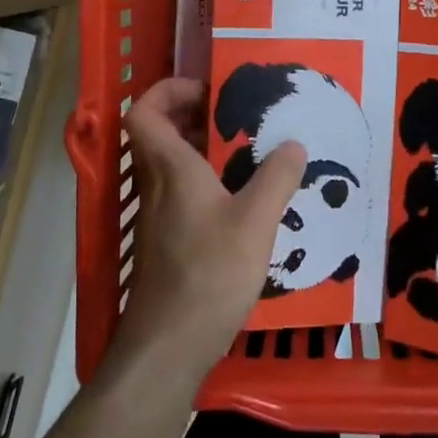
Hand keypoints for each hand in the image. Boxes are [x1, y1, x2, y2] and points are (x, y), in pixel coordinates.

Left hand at [111, 78, 306, 387]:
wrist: (168, 347)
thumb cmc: (209, 274)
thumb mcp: (256, 222)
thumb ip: (276, 178)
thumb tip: (293, 144)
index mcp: (171, 168)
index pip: (144, 111)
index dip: (167, 91)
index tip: (207, 91)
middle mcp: (156, 185)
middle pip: (159, 134)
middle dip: (193, 117)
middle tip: (235, 118)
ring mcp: (157, 216)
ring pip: (170, 165)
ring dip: (200, 151)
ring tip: (246, 155)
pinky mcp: (165, 242)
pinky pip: (179, 194)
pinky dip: (204, 184)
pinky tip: (240, 203)